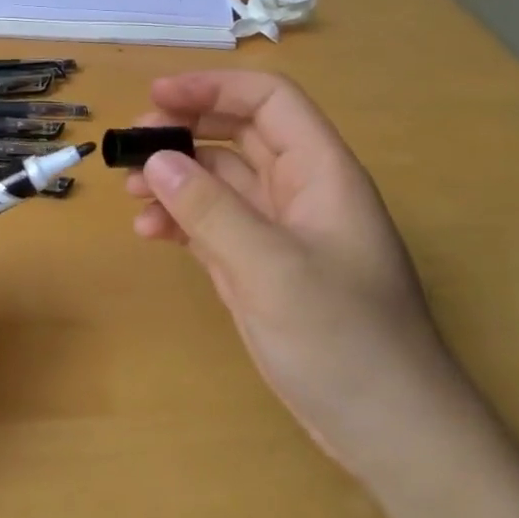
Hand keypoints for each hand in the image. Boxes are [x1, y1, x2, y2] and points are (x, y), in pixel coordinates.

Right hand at [126, 72, 477, 484]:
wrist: (387, 430)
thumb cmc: (343, 340)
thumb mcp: (272, 269)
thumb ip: (211, 210)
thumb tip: (158, 160)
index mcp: (321, 173)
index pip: (268, 102)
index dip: (213, 87)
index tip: (156, 95)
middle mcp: (299, 192)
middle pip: (237, 134)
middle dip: (184, 130)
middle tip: (131, 146)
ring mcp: (278, 231)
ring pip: (219, 180)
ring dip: (175, 177)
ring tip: (132, 192)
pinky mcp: (259, 267)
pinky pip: (212, 223)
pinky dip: (179, 219)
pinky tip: (149, 232)